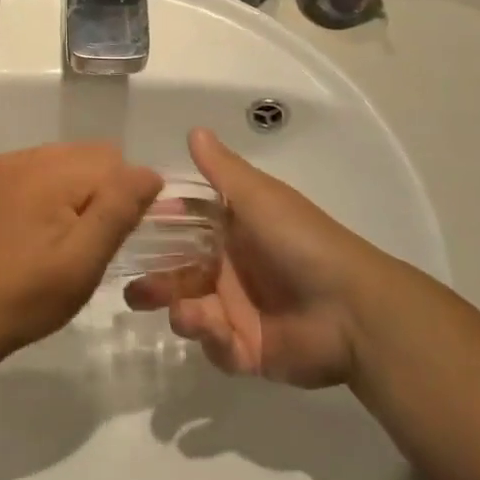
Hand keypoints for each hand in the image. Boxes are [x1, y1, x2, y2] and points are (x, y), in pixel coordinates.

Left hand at [0, 143, 162, 357]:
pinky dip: (45, 192)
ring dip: (73, 191)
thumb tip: (149, 173)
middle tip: (87, 242)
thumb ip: (119, 210)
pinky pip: (32, 171)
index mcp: (47, 171)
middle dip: (99, 191)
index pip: (113, 161)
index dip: (124, 198)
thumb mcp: (83, 262)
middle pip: (86, 155)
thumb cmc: (26, 297)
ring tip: (60, 238)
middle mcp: (21, 157)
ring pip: (60, 161)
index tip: (112, 238)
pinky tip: (33, 232)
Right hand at [126, 129, 405, 386]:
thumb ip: (222, 170)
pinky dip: (211, 339)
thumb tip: (194, 129)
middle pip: (180, 274)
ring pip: (191, 311)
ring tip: (181, 312)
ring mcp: (239, 312)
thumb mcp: (259, 197)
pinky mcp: (248, 350)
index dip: (160, 228)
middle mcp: (232, 270)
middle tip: (133, 289)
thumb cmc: (300, 242)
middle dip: (156, 280)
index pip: (187, 227)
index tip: (128, 228)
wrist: (351, 309)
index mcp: (235, 233)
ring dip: (179, 311)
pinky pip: (216, 347)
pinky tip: (218, 330)